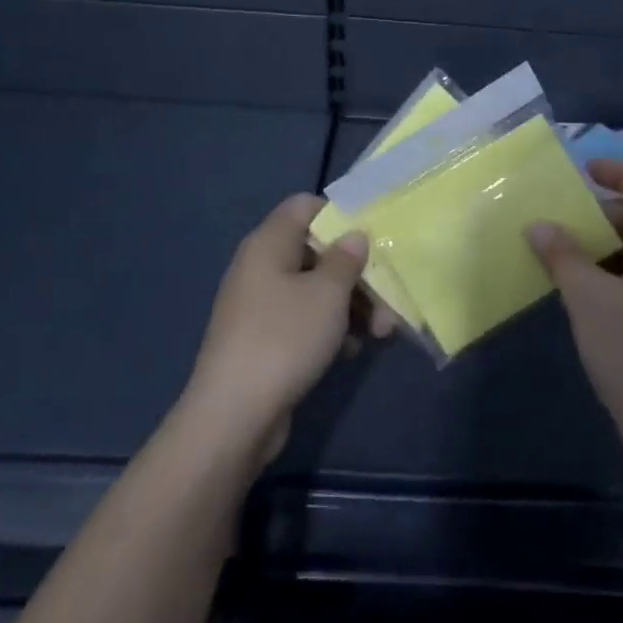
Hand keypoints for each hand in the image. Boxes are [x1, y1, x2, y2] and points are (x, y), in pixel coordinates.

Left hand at [182, 194, 371, 459]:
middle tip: (388, 296)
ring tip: (382, 332)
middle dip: (356, 272)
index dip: (339, 214)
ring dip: (351, 305)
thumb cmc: (284, 338)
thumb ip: (346, 259)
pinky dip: (330, 328)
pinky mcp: (264, 340)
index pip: (305, 206)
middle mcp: (261, 267)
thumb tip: (352, 236)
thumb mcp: (328, 294)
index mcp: (269, 243)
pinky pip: (304, 320)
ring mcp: (260, 305)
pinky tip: (352, 350)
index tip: (372, 235)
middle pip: (316, 251)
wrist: (234, 416)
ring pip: (314, 290)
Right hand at [529, 160, 622, 454]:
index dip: (622, 172)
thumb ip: (563, 255)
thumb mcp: (589, 298)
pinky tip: (584, 287)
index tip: (586, 172)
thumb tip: (538, 224)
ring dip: (606, 244)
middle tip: (564, 221)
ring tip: (565, 253)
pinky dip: (615, 269)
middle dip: (605, 214)